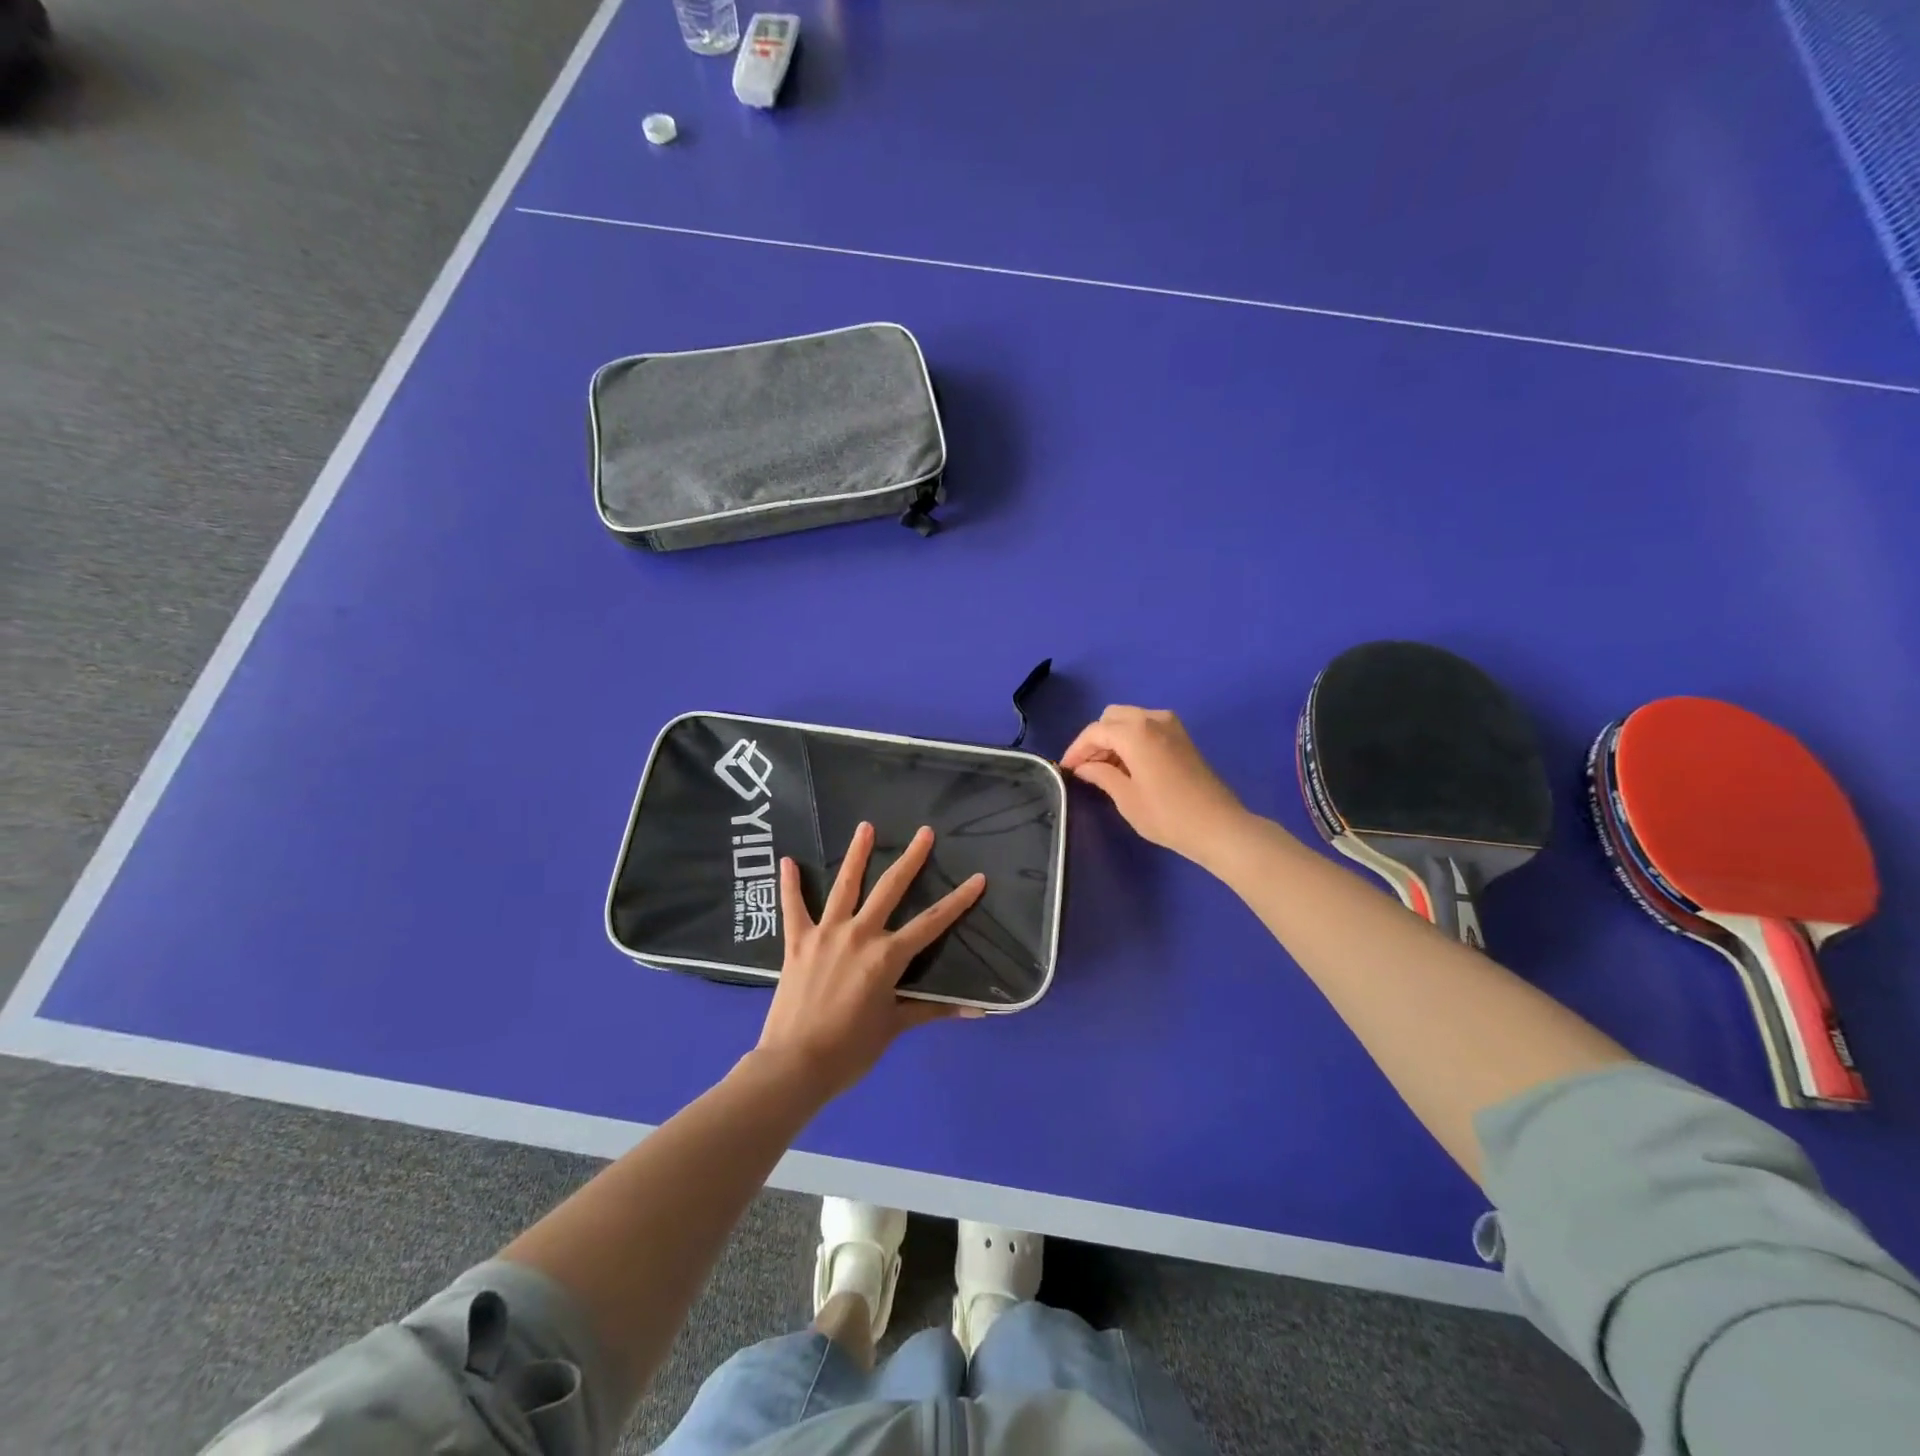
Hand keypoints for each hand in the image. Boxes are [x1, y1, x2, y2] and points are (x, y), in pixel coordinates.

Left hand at [756, 822, 985, 1099]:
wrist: (795, 1065)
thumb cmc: (851, 1050)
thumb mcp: (895, 1027)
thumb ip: (933, 1009)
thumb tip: (978, 1010)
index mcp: (887, 956)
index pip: (932, 922)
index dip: (958, 900)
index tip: (977, 878)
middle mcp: (860, 935)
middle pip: (890, 889)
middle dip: (911, 859)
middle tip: (924, 833)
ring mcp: (826, 934)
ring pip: (845, 886)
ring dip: (856, 855)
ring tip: (865, 827)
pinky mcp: (797, 942)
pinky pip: (793, 908)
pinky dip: (790, 885)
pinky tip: (787, 861)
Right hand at [1060, 706, 1250, 864]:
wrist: (1218, 826)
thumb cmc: (1167, 815)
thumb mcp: (1125, 798)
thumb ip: (1100, 775)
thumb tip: (1083, 767)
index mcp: (1136, 731)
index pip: (1095, 731)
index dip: (1076, 749)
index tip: (1065, 769)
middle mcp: (1153, 719)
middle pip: (1112, 717)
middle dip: (1095, 739)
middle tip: (1086, 768)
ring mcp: (1172, 726)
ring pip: (1130, 719)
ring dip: (1114, 738)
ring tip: (1105, 770)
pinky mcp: (1182, 737)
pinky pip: (1147, 727)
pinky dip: (1132, 739)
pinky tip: (1128, 766)